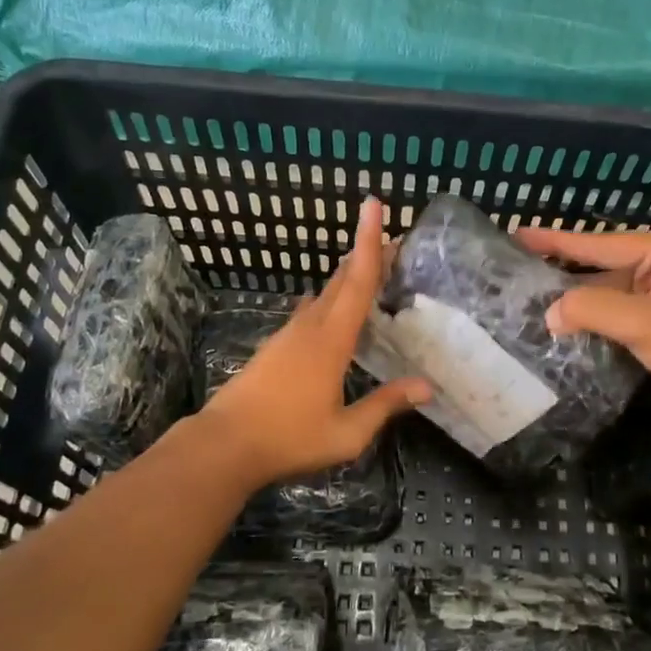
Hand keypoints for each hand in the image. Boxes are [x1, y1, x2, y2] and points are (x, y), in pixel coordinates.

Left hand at [201, 198, 430, 484]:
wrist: (224, 444)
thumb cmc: (289, 438)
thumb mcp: (347, 432)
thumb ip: (385, 405)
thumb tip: (427, 387)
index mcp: (331, 340)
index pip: (357, 282)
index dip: (369, 243)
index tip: (373, 205)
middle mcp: (310, 327)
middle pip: (341, 280)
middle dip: (365, 254)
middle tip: (392, 240)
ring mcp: (288, 335)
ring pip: (324, 294)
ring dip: (347, 278)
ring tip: (369, 270)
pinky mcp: (275, 347)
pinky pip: (310, 312)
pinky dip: (329, 301)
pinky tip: (329, 308)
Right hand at [514, 226, 650, 423]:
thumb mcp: (637, 320)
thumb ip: (589, 309)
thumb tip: (550, 313)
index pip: (597, 243)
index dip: (555, 240)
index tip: (519, 233)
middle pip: (602, 264)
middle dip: (564, 269)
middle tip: (522, 266)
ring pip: (610, 289)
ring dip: (579, 298)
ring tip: (536, 297)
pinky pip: (620, 310)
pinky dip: (596, 316)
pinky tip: (569, 323)